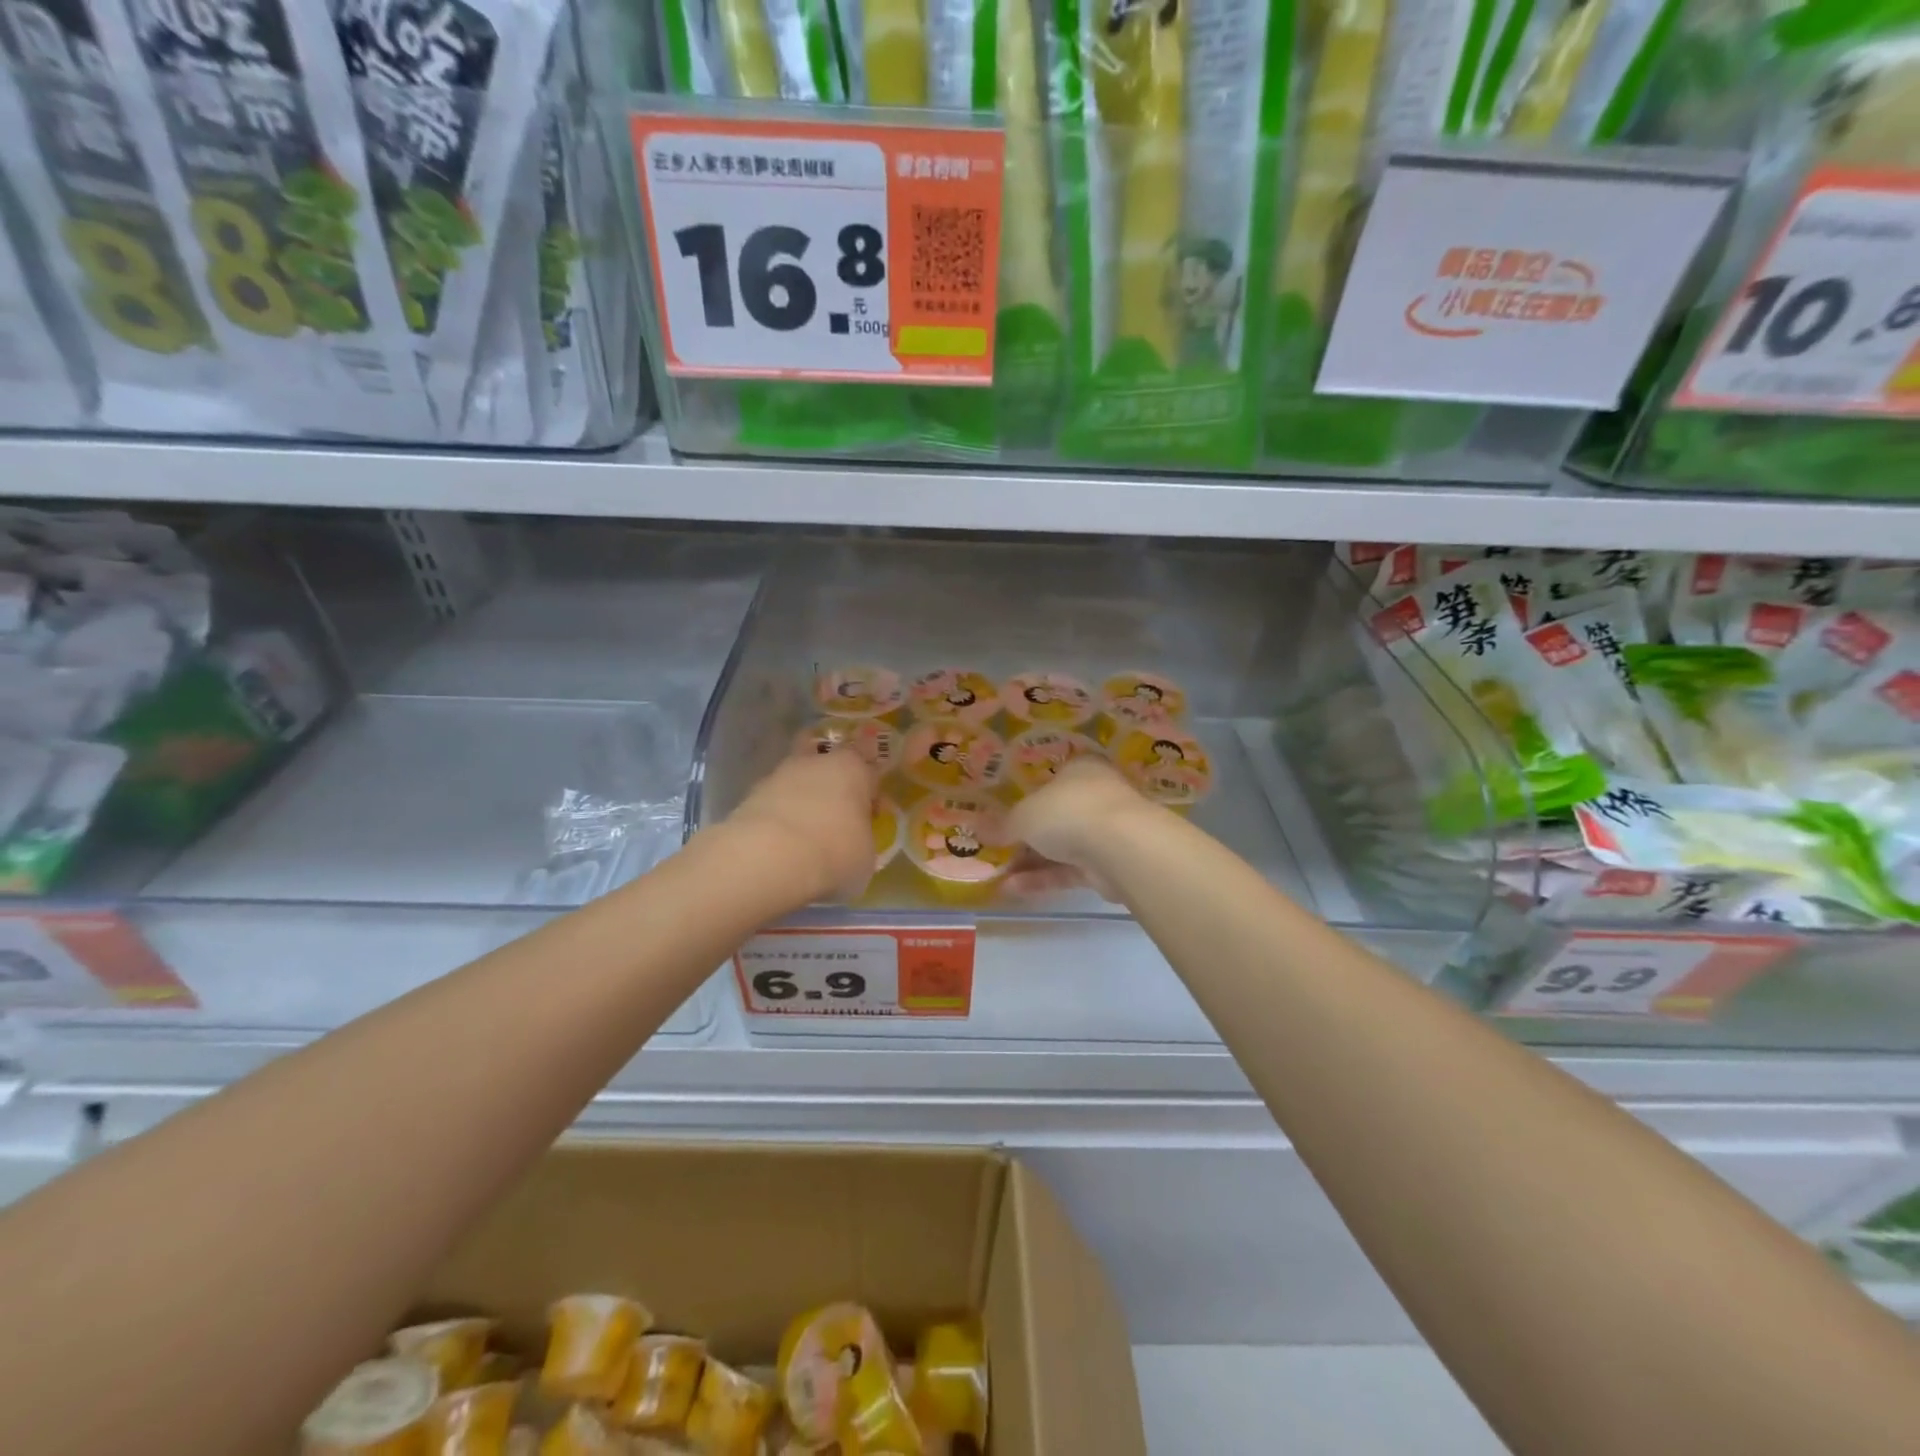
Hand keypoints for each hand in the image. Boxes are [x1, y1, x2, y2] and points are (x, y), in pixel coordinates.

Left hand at [726, 747, 876, 904]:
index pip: (869, 766)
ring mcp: (779, 775)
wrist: (767, 858)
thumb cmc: (833, 852)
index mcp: (853, 768)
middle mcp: (816, 762)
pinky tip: (781, 843)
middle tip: (836, 813)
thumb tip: (855, 841)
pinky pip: (774, 802)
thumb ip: (863, 839)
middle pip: (827, 761)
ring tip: (805, 834)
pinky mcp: (750, 795)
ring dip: (802, 798)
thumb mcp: (866, 855)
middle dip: (831, 782)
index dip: (871, 789)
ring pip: (797, 779)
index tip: (871, 814)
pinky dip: (778, 816)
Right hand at [1004, 758, 1162, 899]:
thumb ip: (1002, 824)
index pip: (1051, 781)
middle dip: (1026, 836)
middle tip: (996, 849)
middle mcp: (1095, 796)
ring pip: (1061, 846)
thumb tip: (976, 829)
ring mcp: (1104, 832)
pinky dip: (1042, 879)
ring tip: (996, 875)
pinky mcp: (1107, 866)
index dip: (1027, 798)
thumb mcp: (1023, 815)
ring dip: (1030, 861)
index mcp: (1080, 770)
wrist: (1121, 847)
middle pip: (1055, 816)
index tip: (1004, 817)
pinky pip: (1068, 871)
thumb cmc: (1068, 811)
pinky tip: (1011, 889)